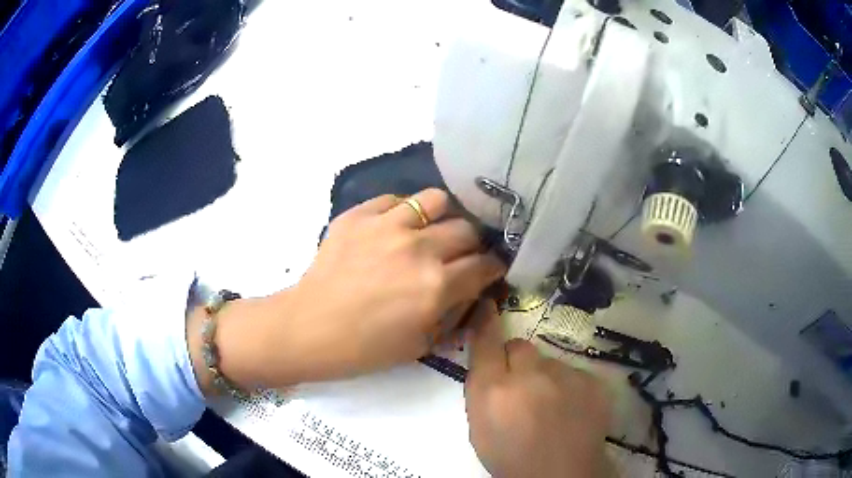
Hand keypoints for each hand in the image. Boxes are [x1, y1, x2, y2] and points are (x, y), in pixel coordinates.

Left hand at [191, 188, 505, 392]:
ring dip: (444, 217)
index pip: (485, 265)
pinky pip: (396, 199)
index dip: (494, 266)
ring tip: (434, 230)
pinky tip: (398, 227)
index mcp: (436, 287)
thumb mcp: (421, 345)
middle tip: (462, 254)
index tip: (492, 267)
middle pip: (467, 229)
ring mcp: (387, 226)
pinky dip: (405, 211)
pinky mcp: (360, 215)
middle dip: (473, 244)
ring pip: (437, 201)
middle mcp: (418, 249)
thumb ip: (454, 313)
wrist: (309, 328)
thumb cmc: (365, 348)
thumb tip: (472, 289)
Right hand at [465, 301, 612, 477]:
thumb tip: (488, 361)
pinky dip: (569, 387)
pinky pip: (574, 373)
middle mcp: (529, 375)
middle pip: (520, 347)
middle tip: (522, 388)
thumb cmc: (511, 459)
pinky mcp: (593, 381)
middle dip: (517, 362)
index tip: (487, 306)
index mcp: (493, 391)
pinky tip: (571, 411)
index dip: (485, 322)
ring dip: (545, 377)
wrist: (562, 476)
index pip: (486, 341)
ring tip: (551, 407)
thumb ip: (481, 391)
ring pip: (549, 362)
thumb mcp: (480, 429)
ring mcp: (566, 376)